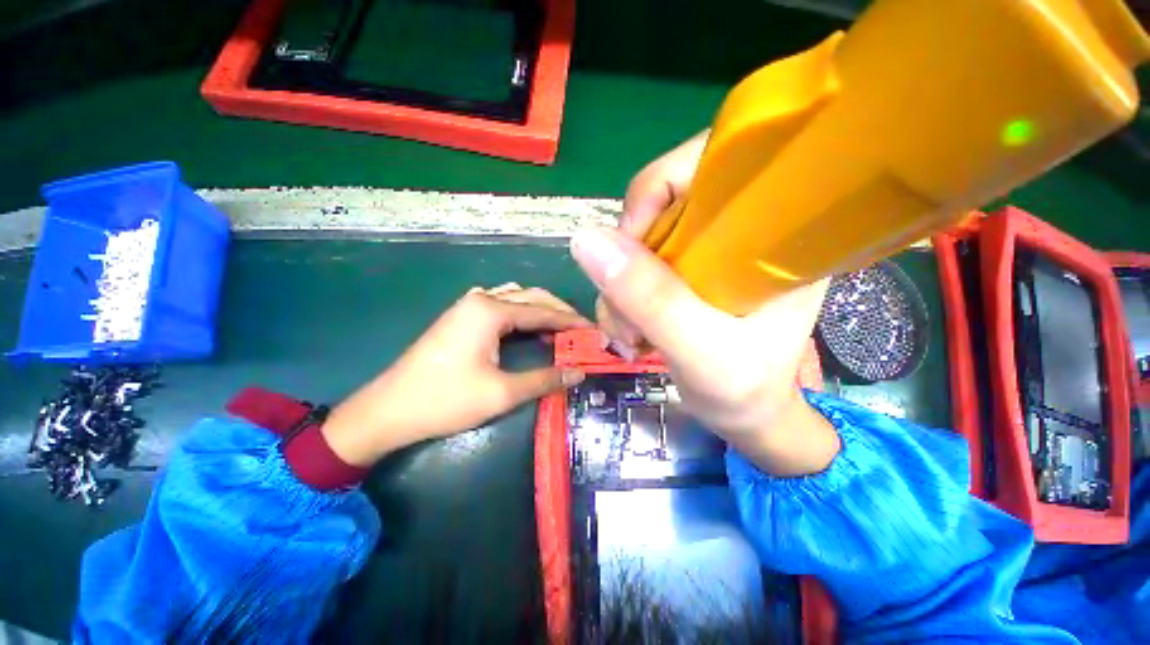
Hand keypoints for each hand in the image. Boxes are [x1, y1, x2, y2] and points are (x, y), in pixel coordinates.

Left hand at [321, 285, 589, 466]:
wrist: (388, 410)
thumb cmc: (445, 400)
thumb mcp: (502, 393)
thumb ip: (545, 379)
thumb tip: (579, 373)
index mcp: (491, 311)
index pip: (543, 311)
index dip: (571, 321)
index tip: (594, 330)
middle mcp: (481, 299)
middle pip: (531, 297)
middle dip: (558, 311)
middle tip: (581, 329)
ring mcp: (468, 305)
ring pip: (515, 298)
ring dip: (539, 310)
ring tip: (559, 329)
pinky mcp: (461, 316)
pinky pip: (501, 304)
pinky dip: (521, 313)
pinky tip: (527, 328)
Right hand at [572, 133, 838, 475]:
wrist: (747, 416)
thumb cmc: (744, 390)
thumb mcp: (700, 350)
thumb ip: (651, 298)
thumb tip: (586, 239)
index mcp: (773, 231)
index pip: (714, 162)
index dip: (659, 189)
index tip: (629, 247)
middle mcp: (739, 230)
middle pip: (662, 203)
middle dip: (629, 259)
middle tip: (626, 311)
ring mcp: (706, 252)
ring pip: (639, 241)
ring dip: (619, 288)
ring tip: (630, 336)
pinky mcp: (683, 273)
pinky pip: (634, 266)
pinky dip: (620, 298)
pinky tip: (630, 333)